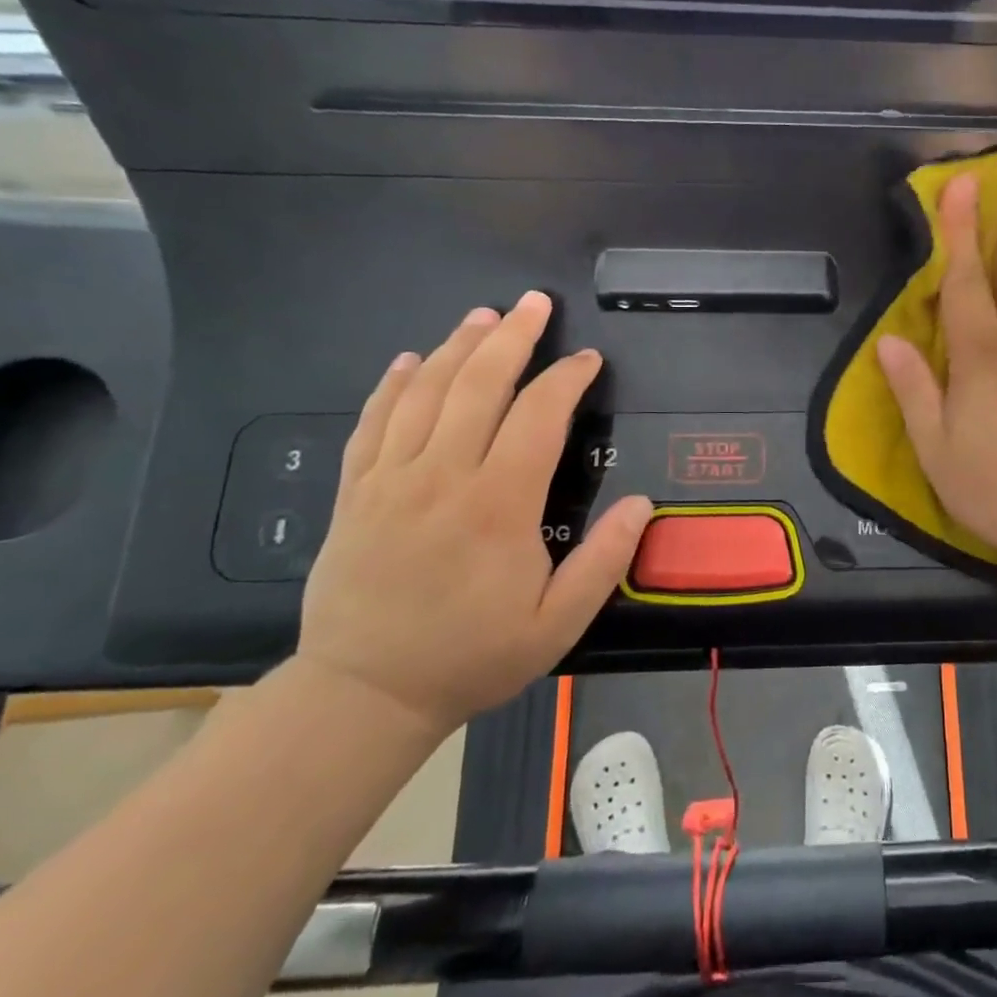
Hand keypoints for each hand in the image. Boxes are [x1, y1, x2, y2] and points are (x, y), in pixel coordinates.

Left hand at [297, 292, 651, 735]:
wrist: (363, 694)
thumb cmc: (471, 656)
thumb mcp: (556, 625)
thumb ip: (604, 561)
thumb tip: (642, 503)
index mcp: (498, 505)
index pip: (539, 417)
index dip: (566, 379)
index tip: (587, 359)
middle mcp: (443, 477)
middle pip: (479, 385)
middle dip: (512, 337)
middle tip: (534, 303)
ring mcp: (390, 480)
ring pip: (426, 393)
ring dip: (458, 347)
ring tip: (483, 315)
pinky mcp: (354, 493)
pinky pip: (372, 423)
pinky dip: (393, 385)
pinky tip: (410, 359)